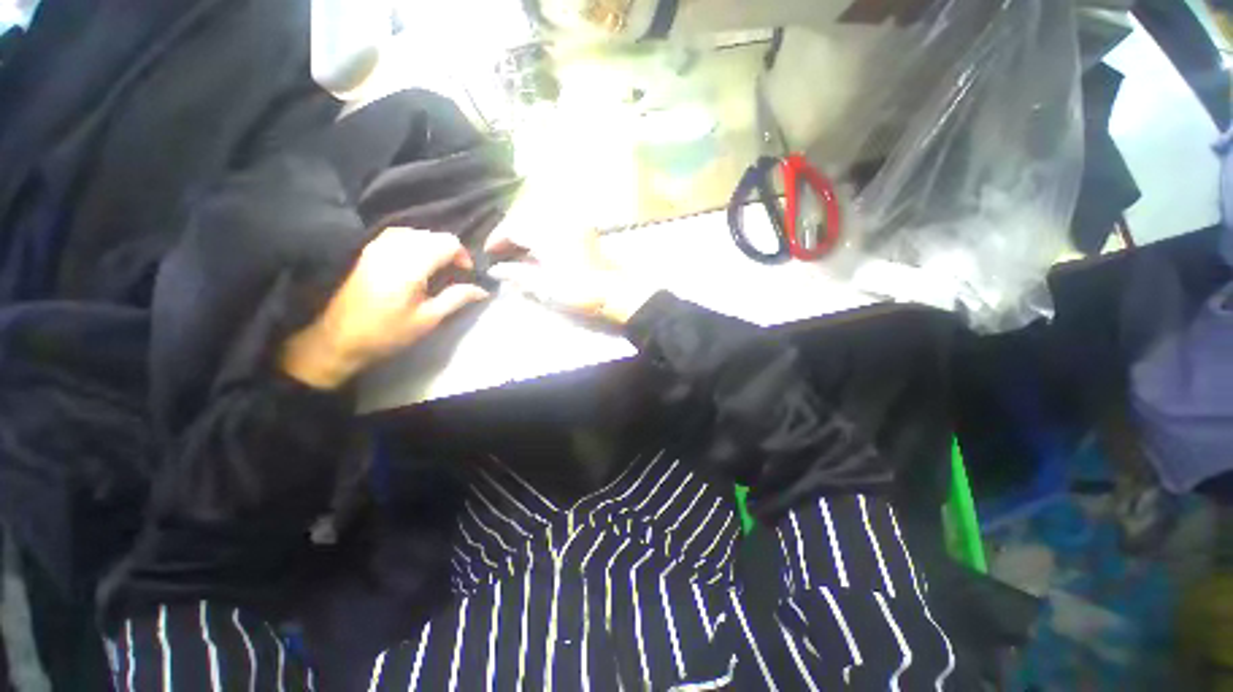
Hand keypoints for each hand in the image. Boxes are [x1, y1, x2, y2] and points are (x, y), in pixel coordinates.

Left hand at [282, 228, 488, 388]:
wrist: (340, 338)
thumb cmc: (388, 332)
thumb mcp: (429, 319)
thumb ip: (457, 298)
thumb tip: (482, 290)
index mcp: (411, 266)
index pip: (447, 242)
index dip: (463, 255)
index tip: (466, 273)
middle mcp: (394, 249)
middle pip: (432, 235)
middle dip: (449, 250)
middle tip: (455, 273)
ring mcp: (377, 248)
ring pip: (415, 232)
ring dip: (432, 245)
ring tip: (438, 266)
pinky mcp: (368, 252)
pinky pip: (397, 235)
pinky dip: (414, 242)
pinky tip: (417, 259)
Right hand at [484, 224, 655, 324]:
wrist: (615, 292)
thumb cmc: (579, 291)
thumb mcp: (544, 286)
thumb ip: (518, 274)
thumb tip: (496, 270)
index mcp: (547, 233)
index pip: (513, 227)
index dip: (498, 238)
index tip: (489, 251)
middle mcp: (559, 220)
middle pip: (525, 217)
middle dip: (511, 231)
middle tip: (503, 250)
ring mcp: (573, 222)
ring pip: (540, 216)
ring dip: (526, 228)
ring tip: (519, 248)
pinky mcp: (583, 228)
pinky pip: (555, 220)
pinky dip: (542, 229)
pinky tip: (540, 245)